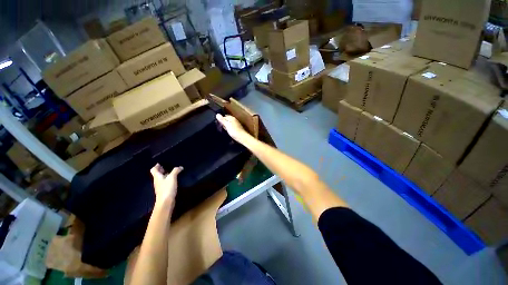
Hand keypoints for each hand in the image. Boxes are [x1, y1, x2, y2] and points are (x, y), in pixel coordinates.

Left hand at [150, 164, 182, 206]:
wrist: (166, 201)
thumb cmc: (167, 188)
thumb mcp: (172, 177)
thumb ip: (175, 171)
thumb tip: (180, 167)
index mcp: (157, 177)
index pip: (153, 169)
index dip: (157, 165)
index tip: (163, 162)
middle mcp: (157, 180)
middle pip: (158, 173)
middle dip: (162, 169)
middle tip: (169, 165)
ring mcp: (161, 185)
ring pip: (162, 177)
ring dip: (167, 173)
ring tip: (174, 170)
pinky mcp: (165, 189)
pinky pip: (166, 181)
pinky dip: (169, 178)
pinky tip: (175, 178)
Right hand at [216, 114, 248, 141]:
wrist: (242, 138)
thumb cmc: (234, 131)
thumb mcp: (227, 125)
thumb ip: (222, 120)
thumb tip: (217, 114)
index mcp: (232, 118)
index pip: (224, 116)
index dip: (220, 119)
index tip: (217, 123)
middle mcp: (234, 120)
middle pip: (227, 120)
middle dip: (223, 123)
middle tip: (219, 127)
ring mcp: (236, 125)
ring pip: (229, 124)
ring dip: (226, 126)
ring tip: (222, 130)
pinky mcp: (237, 129)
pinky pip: (231, 127)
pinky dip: (228, 129)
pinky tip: (227, 132)